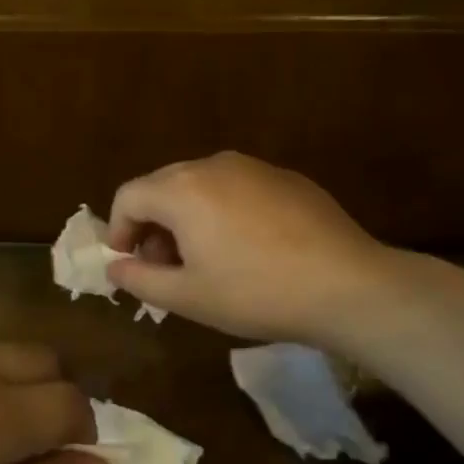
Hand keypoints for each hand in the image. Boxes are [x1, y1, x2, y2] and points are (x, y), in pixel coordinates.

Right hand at [104, 152, 388, 345]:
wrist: (347, 285)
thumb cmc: (255, 292)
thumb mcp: (188, 297)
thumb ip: (140, 280)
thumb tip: (116, 267)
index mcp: (182, 189)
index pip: (128, 197)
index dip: (117, 230)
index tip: (126, 263)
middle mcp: (214, 165)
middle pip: (163, 186)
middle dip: (152, 225)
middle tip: (163, 267)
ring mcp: (254, 167)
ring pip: (201, 186)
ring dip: (187, 218)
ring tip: (204, 260)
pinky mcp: (287, 178)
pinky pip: (237, 189)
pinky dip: (223, 212)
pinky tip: (247, 249)